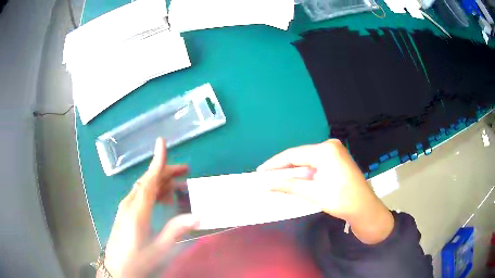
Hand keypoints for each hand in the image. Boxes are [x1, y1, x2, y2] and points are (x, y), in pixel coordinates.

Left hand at [101, 138, 198, 277]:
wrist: (116, 269)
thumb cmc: (137, 261)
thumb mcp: (158, 250)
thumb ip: (175, 231)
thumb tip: (197, 216)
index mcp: (137, 211)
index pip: (149, 181)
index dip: (157, 161)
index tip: (162, 142)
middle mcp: (129, 204)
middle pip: (147, 181)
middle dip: (165, 172)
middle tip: (185, 171)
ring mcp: (125, 208)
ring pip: (143, 187)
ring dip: (160, 183)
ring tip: (177, 187)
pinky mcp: (124, 212)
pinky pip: (140, 195)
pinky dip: (153, 192)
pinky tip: (162, 200)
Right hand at [258, 139, 392, 243]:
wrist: (365, 209)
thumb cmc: (341, 200)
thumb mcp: (313, 193)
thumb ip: (288, 186)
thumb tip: (266, 185)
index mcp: (326, 150)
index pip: (293, 154)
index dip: (275, 163)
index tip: (260, 172)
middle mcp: (330, 146)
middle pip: (300, 156)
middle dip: (283, 167)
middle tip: (266, 177)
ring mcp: (335, 152)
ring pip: (307, 160)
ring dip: (293, 170)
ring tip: (276, 178)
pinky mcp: (337, 159)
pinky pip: (315, 163)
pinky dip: (304, 172)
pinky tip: (294, 178)